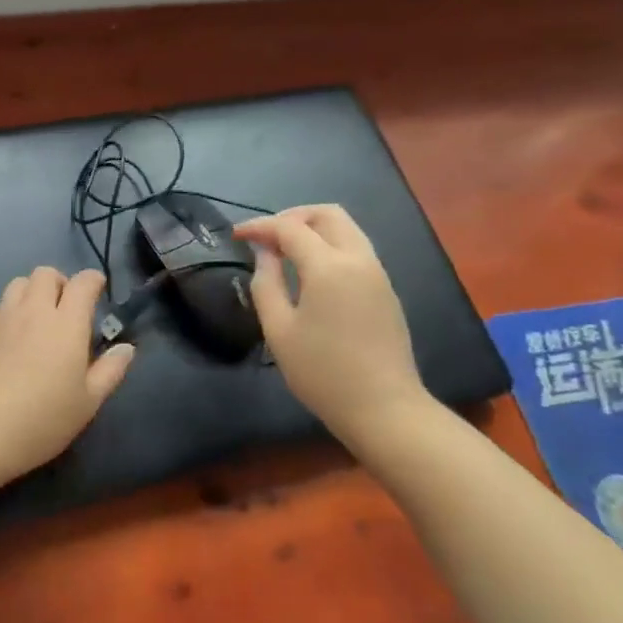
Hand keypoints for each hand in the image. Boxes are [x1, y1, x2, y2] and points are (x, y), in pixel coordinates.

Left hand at [0, 267, 135, 480]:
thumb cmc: (43, 420)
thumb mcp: (88, 403)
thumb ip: (110, 371)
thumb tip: (126, 347)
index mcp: (67, 324)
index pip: (83, 283)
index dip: (93, 281)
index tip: (97, 290)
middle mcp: (34, 311)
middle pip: (46, 274)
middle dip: (59, 283)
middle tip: (64, 308)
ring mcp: (1, 317)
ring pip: (17, 284)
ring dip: (29, 293)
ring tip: (33, 319)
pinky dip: (0, 315)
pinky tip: (1, 336)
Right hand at [233, 205, 427, 440]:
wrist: (384, 409)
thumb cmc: (322, 372)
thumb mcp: (279, 330)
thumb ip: (266, 284)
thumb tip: (264, 254)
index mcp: (329, 266)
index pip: (290, 227)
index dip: (260, 227)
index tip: (236, 236)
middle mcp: (358, 259)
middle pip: (327, 214)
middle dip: (292, 217)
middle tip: (266, 238)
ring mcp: (377, 273)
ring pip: (346, 229)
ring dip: (313, 229)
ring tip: (284, 251)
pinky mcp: (386, 290)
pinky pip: (356, 249)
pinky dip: (330, 245)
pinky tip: (310, 272)